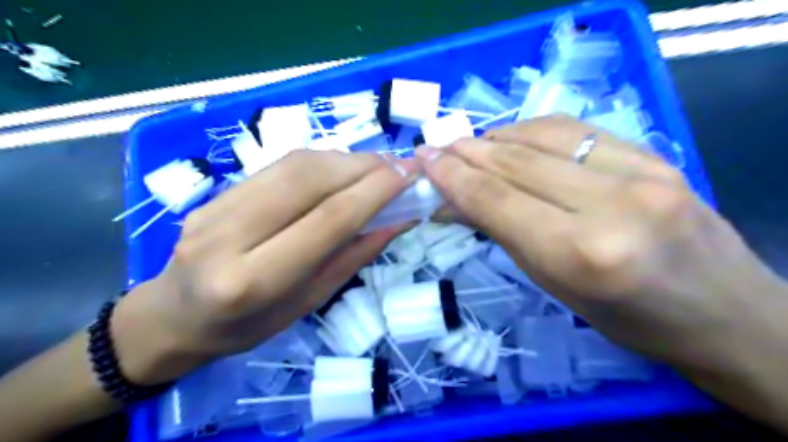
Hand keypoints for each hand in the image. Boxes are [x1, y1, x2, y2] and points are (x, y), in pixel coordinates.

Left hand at [113, 150, 417, 384]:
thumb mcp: (309, 302)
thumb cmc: (247, 326)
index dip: (375, 191)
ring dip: (345, 159)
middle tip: (400, 165)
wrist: (175, 316)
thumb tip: (398, 219)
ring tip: (378, 166)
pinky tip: (342, 169)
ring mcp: (216, 207)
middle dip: (364, 166)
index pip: (328, 219)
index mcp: (254, 280)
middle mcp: (229, 235)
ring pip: (294, 164)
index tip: (409, 176)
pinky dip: (321, 161)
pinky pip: (279, 166)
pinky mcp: (215, 193)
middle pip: (309, 180)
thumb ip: (353, 257)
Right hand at [415, 115, 783, 371]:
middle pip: (517, 163)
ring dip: (496, 136)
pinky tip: (511, 137)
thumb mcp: (553, 284)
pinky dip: (533, 130)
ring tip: (468, 144)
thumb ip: (504, 232)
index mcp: (580, 254)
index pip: (497, 200)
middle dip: (467, 152)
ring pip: (544, 136)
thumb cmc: (627, 319)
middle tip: (436, 147)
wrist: (722, 312)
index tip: (424, 160)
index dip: (454, 177)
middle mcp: (611, 204)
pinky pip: (576, 130)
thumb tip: (457, 201)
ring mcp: (640, 172)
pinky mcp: (655, 155)